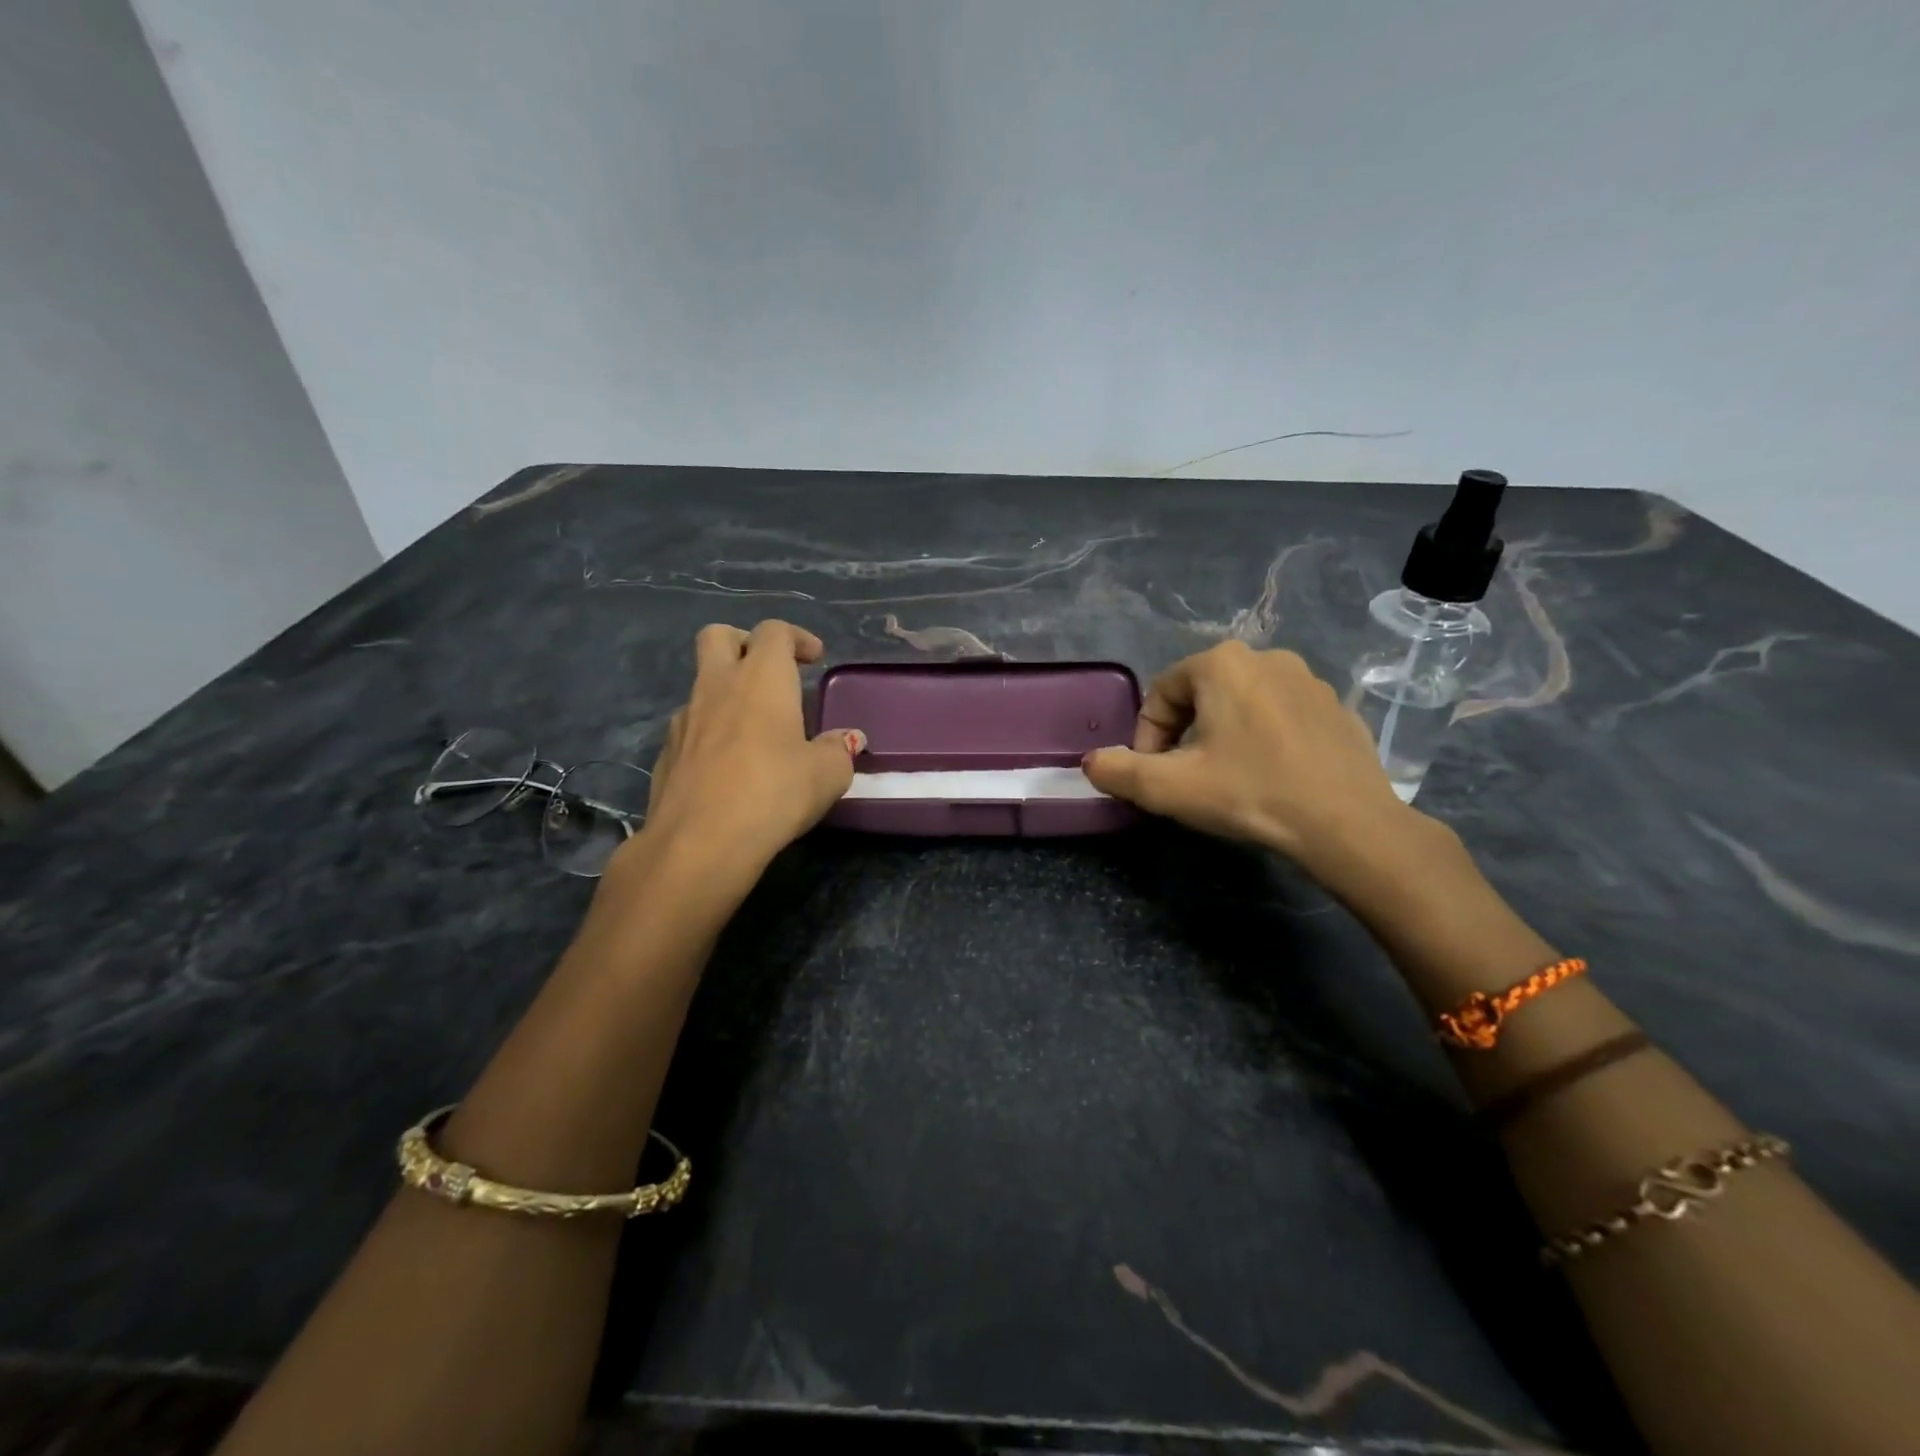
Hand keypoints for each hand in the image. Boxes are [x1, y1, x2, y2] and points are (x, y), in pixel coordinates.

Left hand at [616, 621, 861, 886]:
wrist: (699, 843)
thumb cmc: (773, 794)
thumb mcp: (827, 775)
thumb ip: (839, 750)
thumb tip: (846, 740)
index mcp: (760, 679)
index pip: (774, 632)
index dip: (797, 638)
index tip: (814, 658)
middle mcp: (717, 687)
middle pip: (718, 636)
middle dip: (744, 642)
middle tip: (770, 671)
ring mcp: (684, 719)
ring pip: (702, 684)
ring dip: (727, 692)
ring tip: (755, 729)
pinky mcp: (666, 753)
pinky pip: (690, 726)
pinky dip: (711, 731)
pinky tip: (729, 765)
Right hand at [1082, 641, 1419, 884]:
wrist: (1348, 824)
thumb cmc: (1250, 793)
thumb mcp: (1168, 788)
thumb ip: (1118, 771)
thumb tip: (1091, 763)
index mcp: (1221, 663)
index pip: (1161, 694)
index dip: (1146, 737)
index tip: (1152, 775)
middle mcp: (1266, 656)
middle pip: (1201, 696)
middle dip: (1182, 735)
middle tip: (1185, 778)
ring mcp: (1309, 680)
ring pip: (1242, 704)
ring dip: (1222, 735)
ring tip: (1226, 778)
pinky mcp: (1337, 707)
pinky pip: (1281, 716)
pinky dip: (1264, 739)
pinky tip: (1270, 777)